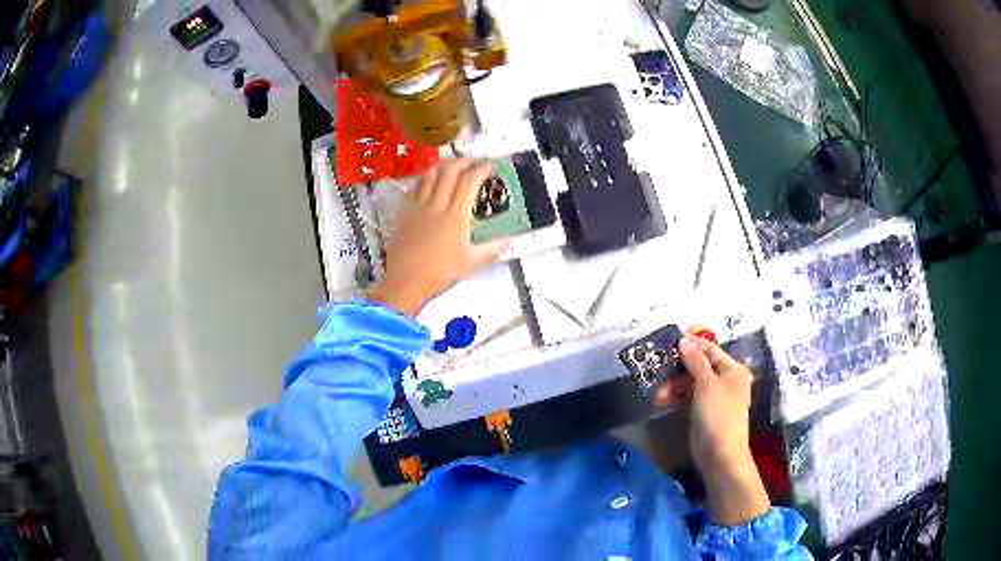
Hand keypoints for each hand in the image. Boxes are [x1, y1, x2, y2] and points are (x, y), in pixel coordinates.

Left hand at [367, 159, 510, 316]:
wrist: (405, 281)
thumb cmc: (440, 273)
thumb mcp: (471, 263)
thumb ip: (492, 249)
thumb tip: (511, 241)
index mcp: (455, 216)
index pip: (468, 183)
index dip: (479, 171)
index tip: (488, 167)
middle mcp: (437, 205)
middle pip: (449, 173)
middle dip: (462, 162)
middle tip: (472, 161)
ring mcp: (418, 207)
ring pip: (429, 176)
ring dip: (442, 166)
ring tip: (450, 166)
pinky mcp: (404, 213)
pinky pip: (414, 188)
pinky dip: (423, 179)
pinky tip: (427, 182)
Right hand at [657, 335, 769, 525]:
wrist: (720, 455)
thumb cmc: (718, 415)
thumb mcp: (706, 384)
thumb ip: (695, 361)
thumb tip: (684, 339)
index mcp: (733, 369)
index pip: (710, 349)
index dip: (691, 344)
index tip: (669, 342)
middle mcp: (726, 379)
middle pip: (699, 365)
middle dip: (678, 369)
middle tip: (658, 371)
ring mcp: (714, 396)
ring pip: (690, 381)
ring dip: (674, 385)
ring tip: (658, 395)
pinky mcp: (703, 410)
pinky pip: (688, 396)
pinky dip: (676, 396)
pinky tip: (663, 401)